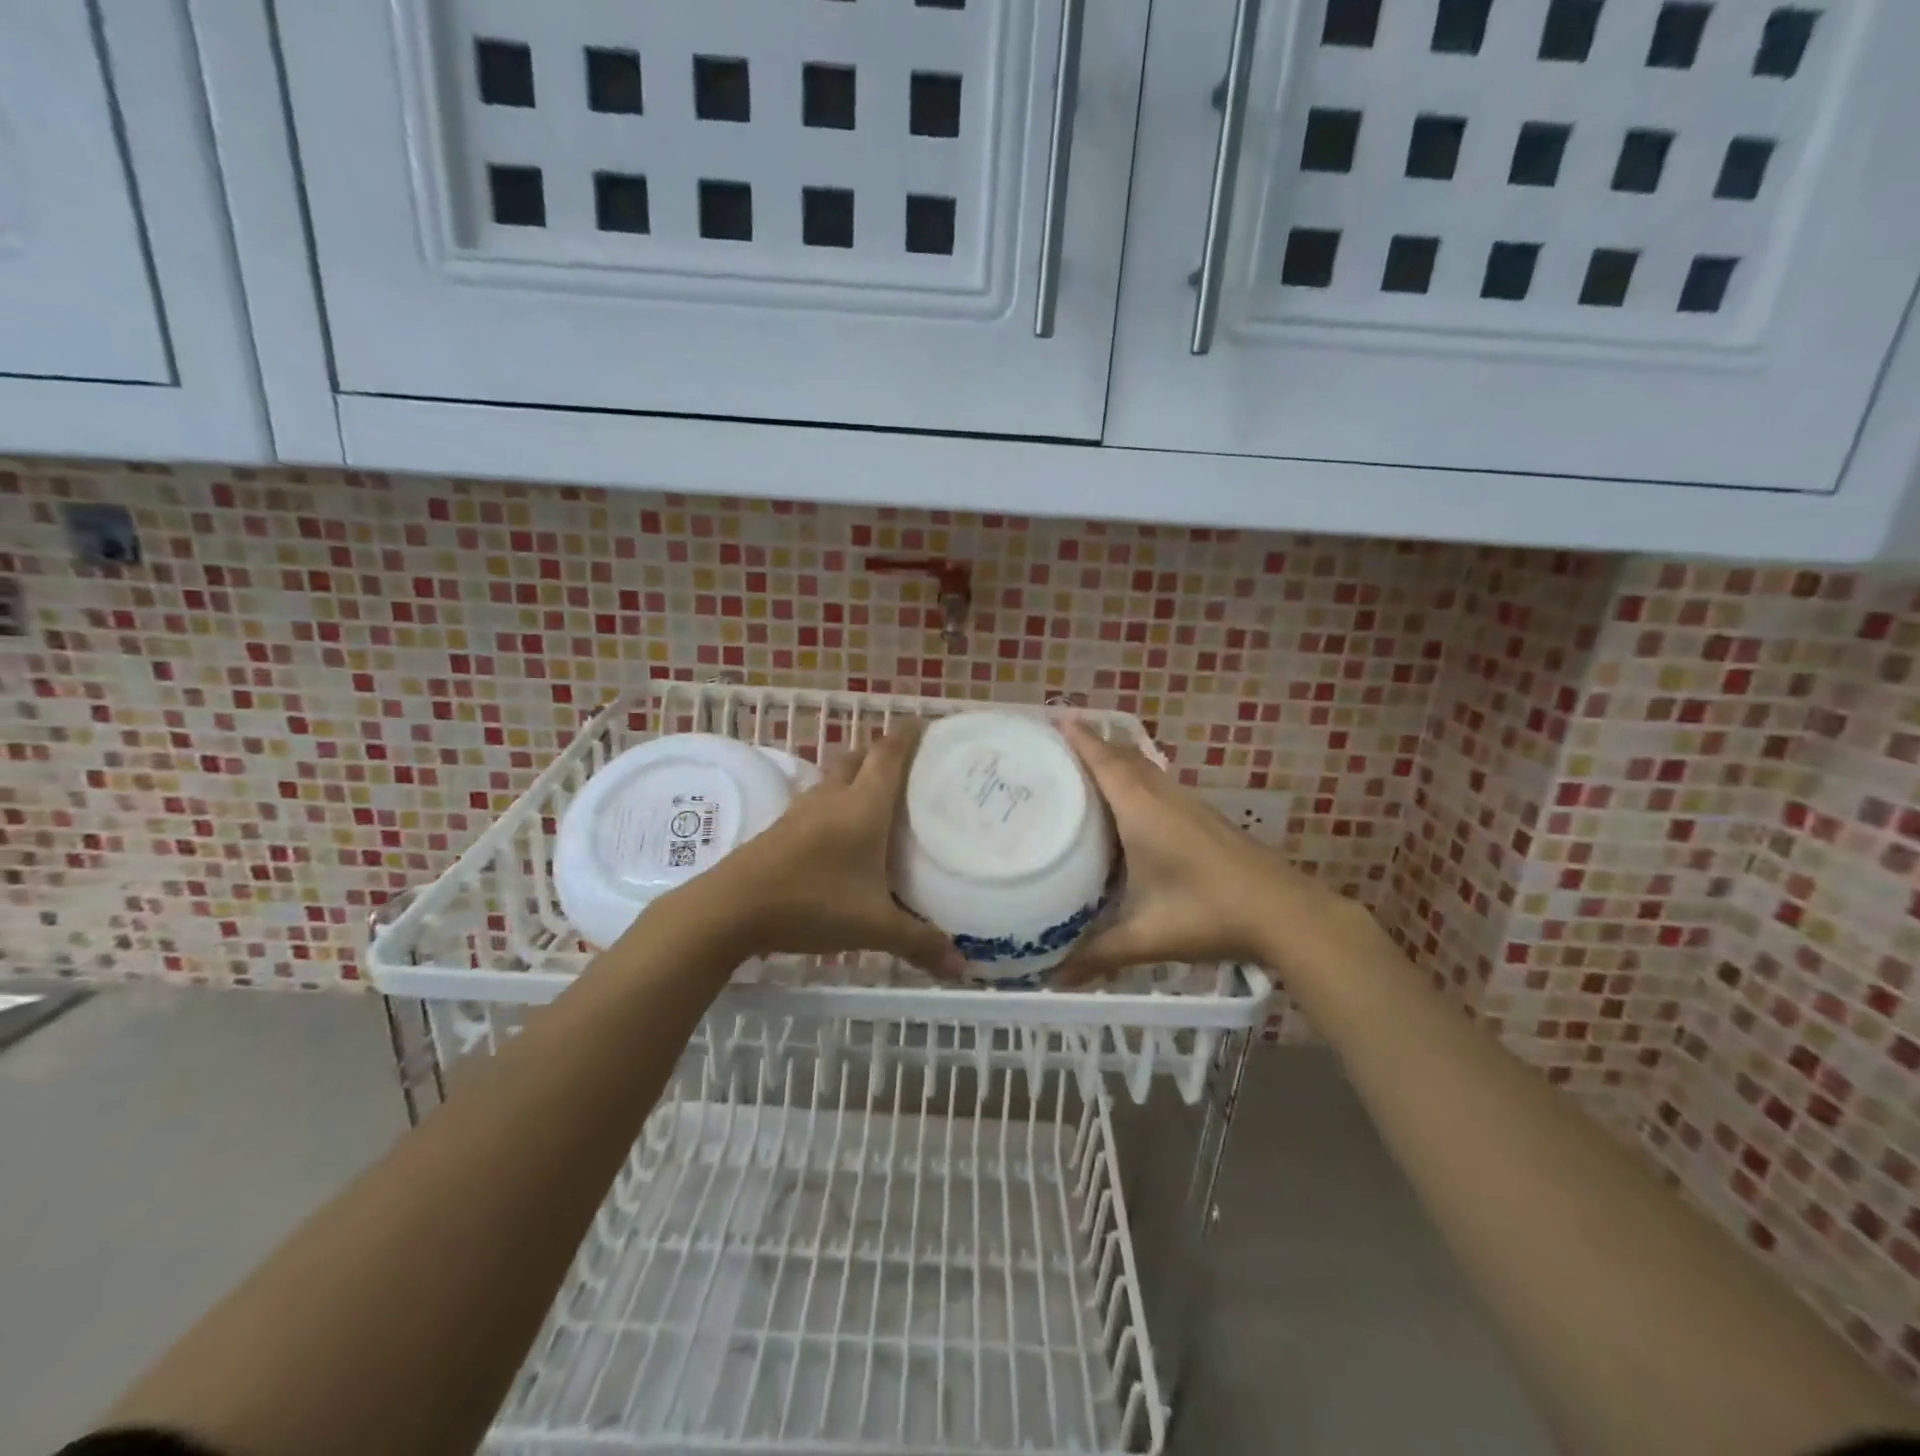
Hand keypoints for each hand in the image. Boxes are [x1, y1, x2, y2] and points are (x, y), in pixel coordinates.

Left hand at [660, 720, 964, 976]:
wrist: (731, 908)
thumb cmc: (812, 903)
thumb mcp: (874, 926)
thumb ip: (919, 942)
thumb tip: (962, 969)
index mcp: (863, 805)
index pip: (890, 753)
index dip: (910, 734)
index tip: (928, 724)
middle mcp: (834, 796)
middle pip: (860, 756)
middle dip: (883, 752)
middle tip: (911, 768)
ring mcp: (803, 809)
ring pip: (835, 776)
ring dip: (857, 774)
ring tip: (880, 797)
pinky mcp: (782, 827)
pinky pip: (818, 799)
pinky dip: (836, 801)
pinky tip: (842, 832)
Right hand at [1058, 721, 1349, 983]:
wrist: (1286, 913)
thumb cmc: (1209, 914)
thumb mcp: (1147, 936)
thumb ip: (1098, 954)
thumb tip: (1050, 979)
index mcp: (1142, 811)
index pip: (1105, 762)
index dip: (1080, 738)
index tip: (1056, 715)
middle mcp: (1164, 797)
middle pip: (1124, 757)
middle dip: (1093, 743)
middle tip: (1056, 744)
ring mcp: (1188, 805)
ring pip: (1145, 769)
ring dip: (1116, 760)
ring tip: (1084, 766)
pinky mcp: (1204, 818)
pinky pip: (1159, 784)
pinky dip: (1136, 779)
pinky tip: (1130, 803)